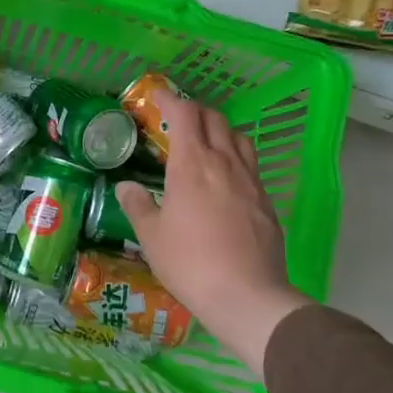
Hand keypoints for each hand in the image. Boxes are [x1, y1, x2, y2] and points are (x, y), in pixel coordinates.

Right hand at [117, 92, 307, 376]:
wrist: (247, 295)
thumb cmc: (190, 262)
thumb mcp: (152, 236)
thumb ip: (138, 205)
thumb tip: (126, 186)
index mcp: (192, 164)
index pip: (185, 115)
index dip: (170, 100)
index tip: (157, 97)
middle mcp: (224, 163)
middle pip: (215, 119)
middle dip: (195, 111)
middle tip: (178, 120)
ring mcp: (250, 181)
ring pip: (238, 138)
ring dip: (220, 130)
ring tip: (205, 143)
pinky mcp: (266, 201)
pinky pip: (250, 165)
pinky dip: (235, 158)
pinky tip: (226, 179)